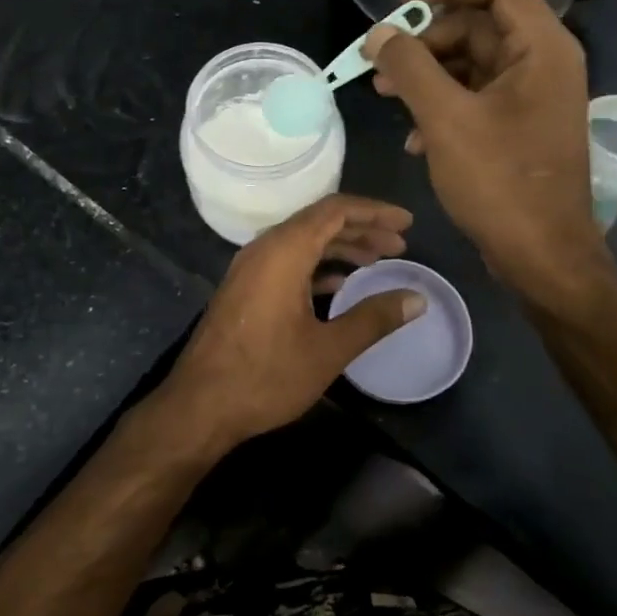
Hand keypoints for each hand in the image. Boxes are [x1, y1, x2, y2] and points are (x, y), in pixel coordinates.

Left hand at [157, 195, 423, 450]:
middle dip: (362, 229)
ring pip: (302, 242)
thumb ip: (374, 318)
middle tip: (400, 245)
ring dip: (340, 247)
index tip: (407, 222)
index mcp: (284, 251)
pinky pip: (287, 261)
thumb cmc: (266, 375)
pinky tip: (340, 285)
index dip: (374, 211)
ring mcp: (250, 268)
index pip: (335, 210)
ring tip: (377, 261)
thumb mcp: (328, 349)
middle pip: (319, 222)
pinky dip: (318, 265)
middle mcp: (264, 249)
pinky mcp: (244, 288)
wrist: (199, 405)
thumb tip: (417, 298)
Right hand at [365, 0, 611, 297]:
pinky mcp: (518, 129)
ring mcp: (531, 99)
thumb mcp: (445, 118)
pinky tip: (413, 137)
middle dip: (425, 41)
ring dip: (426, 76)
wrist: (541, 255)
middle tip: (380, 61)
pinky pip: (474, 98)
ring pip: (470, 66)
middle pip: (477, 28)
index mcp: (541, 49)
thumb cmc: (499, 181)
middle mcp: (542, 65)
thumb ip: (409, 67)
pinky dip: (441, 106)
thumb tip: (378, 34)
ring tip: (383, 95)